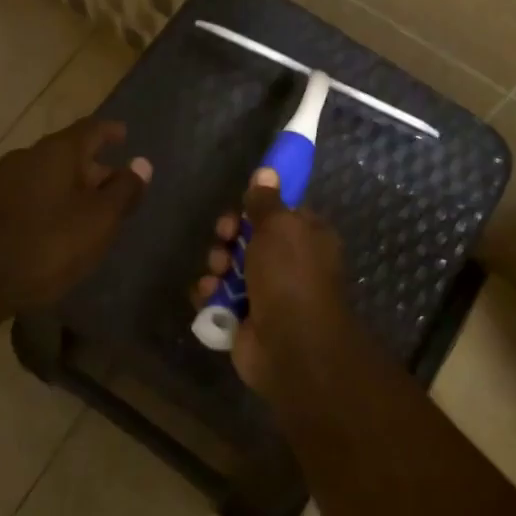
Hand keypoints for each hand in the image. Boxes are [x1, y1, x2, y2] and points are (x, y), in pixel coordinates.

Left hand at [0, 118, 151, 315]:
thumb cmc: (46, 245)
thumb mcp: (99, 220)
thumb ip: (124, 190)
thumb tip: (142, 164)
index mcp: (58, 151)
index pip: (91, 128)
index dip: (110, 131)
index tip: (125, 134)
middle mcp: (28, 156)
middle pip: (69, 152)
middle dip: (94, 166)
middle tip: (117, 186)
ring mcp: (4, 181)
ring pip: (49, 175)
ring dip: (73, 187)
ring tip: (92, 210)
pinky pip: (31, 194)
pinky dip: (52, 202)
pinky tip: (59, 227)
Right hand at [193, 169, 356, 397]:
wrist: (292, 346)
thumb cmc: (290, 275)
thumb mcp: (279, 226)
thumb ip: (266, 200)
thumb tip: (267, 170)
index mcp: (307, 237)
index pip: (279, 213)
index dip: (256, 207)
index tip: (240, 206)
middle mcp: (290, 263)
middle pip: (249, 238)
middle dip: (230, 235)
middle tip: (224, 236)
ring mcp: (267, 293)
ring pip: (230, 267)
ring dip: (217, 265)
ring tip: (216, 273)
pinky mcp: (245, 319)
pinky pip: (219, 298)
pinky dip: (210, 295)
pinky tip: (207, 295)